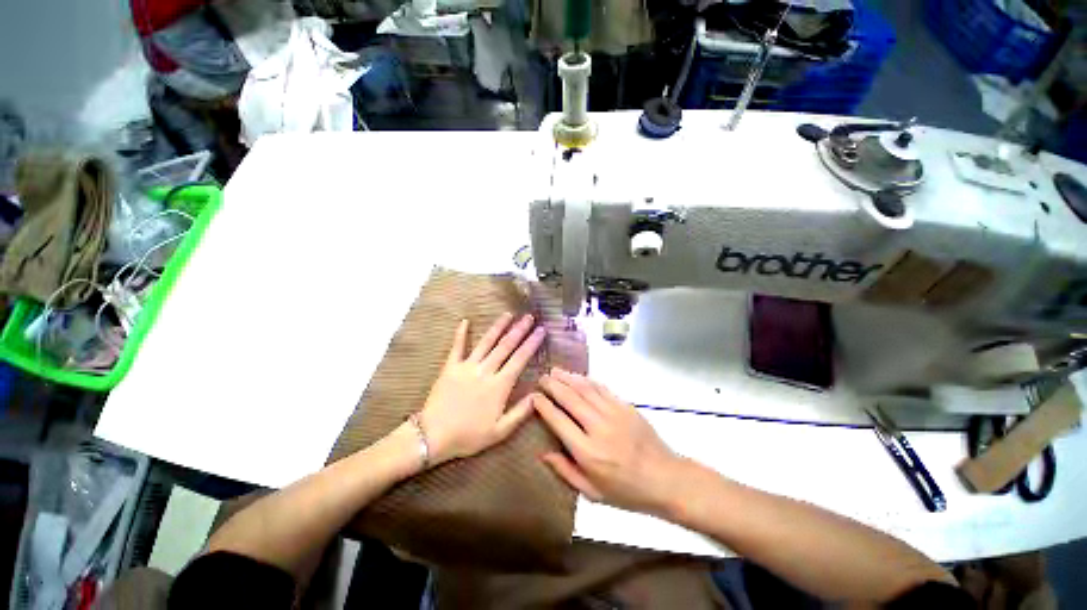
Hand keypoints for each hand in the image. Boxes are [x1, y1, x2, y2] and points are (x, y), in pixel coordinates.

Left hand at [420, 313, 544, 465]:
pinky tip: (465, 321)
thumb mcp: (500, 431)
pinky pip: (457, 347)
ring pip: (486, 342)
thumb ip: (520, 412)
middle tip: (529, 317)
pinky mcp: (450, 367)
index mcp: (500, 385)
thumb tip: (538, 395)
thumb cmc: (468, 436)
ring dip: (498, 327)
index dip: (532, 343)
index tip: (541, 330)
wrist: (433, 436)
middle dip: (519, 330)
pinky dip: (461, 333)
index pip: (520, 359)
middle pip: (505, 346)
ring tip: (508, 314)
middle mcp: (486, 370)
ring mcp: (467, 366)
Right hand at [535, 369, 683, 514]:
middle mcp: (598, 428)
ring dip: (568, 378)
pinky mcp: (625, 406)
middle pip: (570, 399)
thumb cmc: (627, 491)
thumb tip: (542, 453)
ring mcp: (614, 414)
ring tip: (555, 371)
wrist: (666, 478)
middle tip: (542, 378)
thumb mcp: (592, 493)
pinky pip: (602, 388)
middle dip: (553, 385)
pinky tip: (579, 376)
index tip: (534, 397)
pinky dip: (587, 380)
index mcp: (588, 452)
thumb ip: (566, 471)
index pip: (559, 421)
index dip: (544, 406)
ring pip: (585, 389)